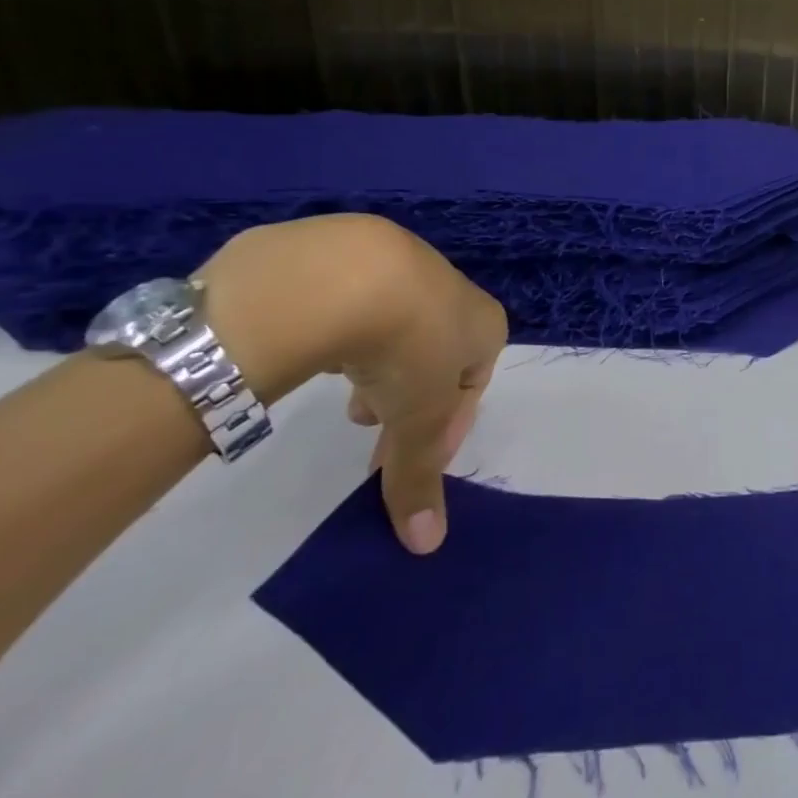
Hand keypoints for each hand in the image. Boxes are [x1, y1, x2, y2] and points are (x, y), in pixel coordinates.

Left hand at [198, 214, 507, 554]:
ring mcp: (402, 265)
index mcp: (484, 325)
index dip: (443, 429)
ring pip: (396, 326)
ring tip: (343, 395)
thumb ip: (420, 477)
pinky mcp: (351, 252)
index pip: (473, 385)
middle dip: (408, 397)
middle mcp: (452, 291)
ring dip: (376, 366)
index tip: (406, 458)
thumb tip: (427, 545)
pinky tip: (314, 347)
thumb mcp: (418, 420)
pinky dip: (342, 330)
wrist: (344, 272)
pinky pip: (354, 301)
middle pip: (436, 355)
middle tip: (370, 429)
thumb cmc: (408, 346)